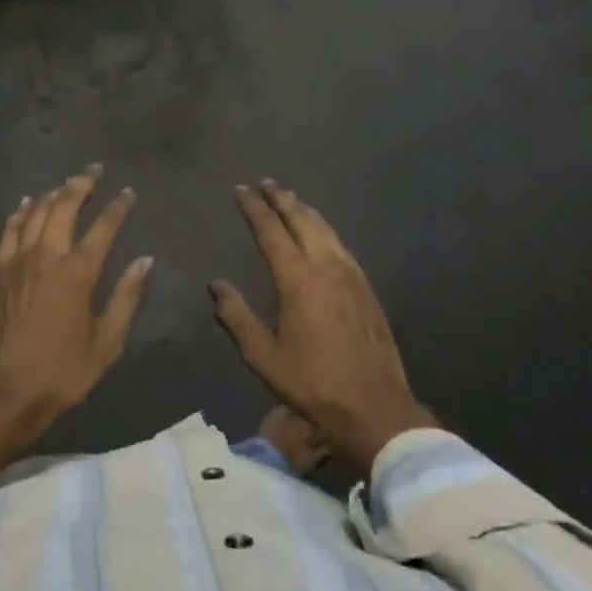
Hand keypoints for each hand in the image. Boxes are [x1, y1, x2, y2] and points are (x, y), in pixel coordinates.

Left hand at [0, 166, 152, 506]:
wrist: (2, 393)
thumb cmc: (61, 373)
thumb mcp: (106, 343)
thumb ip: (126, 298)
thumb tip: (145, 260)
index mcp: (77, 273)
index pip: (103, 228)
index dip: (118, 208)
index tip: (128, 193)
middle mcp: (47, 256)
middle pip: (64, 206)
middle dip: (82, 184)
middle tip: (94, 170)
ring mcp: (17, 260)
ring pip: (36, 212)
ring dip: (53, 193)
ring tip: (67, 183)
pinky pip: (10, 230)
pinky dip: (21, 212)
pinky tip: (27, 203)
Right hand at [209, 180, 435, 476]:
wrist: (375, 408)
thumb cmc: (313, 384)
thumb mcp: (263, 357)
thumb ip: (237, 317)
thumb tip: (216, 284)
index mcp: (297, 279)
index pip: (271, 230)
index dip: (254, 208)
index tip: (241, 190)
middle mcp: (325, 266)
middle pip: (301, 220)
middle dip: (281, 199)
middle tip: (266, 182)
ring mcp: (350, 275)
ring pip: (325, 229)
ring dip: (304, 210)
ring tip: (291, 198)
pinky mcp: (366, 288)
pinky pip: (341, 245)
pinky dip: (325, 229)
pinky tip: (322, 233)